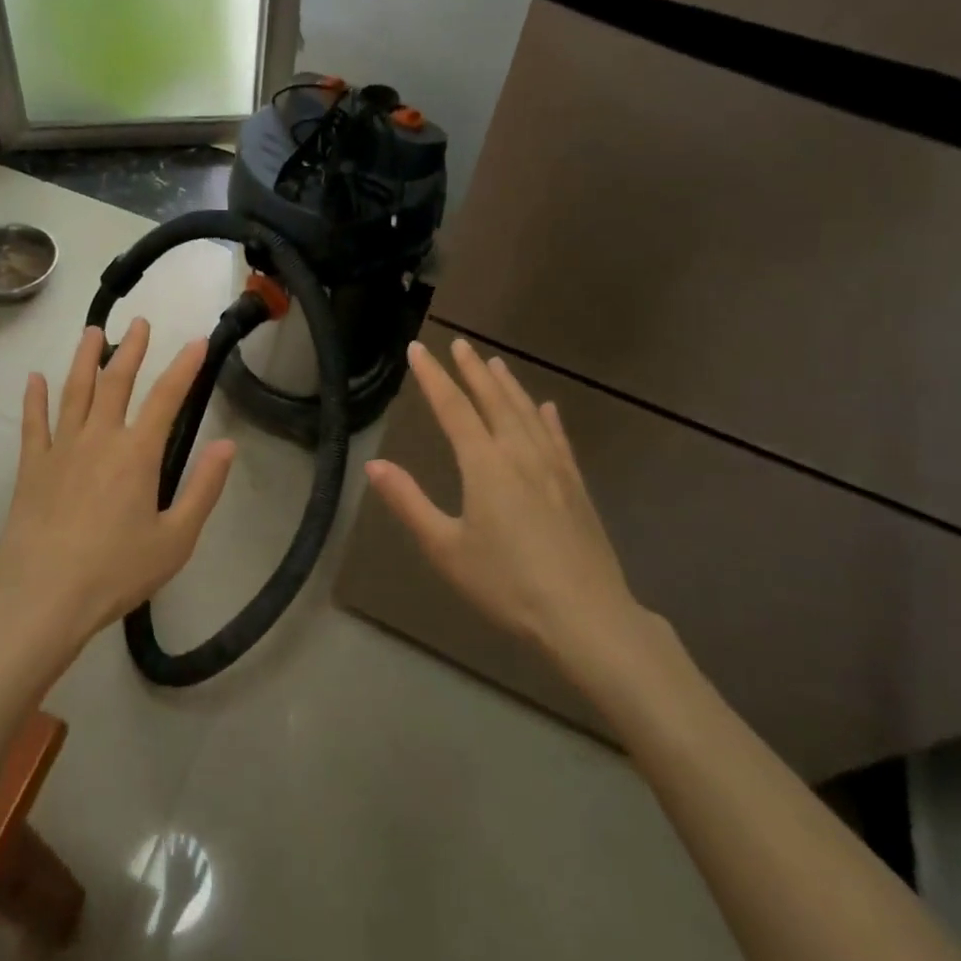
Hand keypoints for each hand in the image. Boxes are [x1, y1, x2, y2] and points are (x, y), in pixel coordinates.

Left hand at [0, 320, 235, 667]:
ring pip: (74, 391)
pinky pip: (33, 423)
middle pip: (116, 382)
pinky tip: (34, 379)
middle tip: (139, 321)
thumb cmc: (115, 572)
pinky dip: (34, 398)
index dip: (184, 367)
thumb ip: (203, 489)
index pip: (167, 398)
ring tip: (92, 332)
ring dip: (84, 359)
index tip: (196, 342)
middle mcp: (98, 438)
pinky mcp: (30, 467)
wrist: (41, 598)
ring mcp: (60, 449)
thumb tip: (226, 444)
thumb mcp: (175, 539)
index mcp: (137, 454)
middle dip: (131, 349)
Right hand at [364, 339, 646, 681]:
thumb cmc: (506, 584)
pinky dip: (548, 418)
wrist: (586, 616)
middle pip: (493, 400)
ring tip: (496, 363)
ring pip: (527, 413)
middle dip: (473, 370)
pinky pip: (558, 439)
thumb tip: (374, 465)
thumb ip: (409, 503)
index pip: (452, 408)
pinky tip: (547, 408)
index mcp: (484, 464)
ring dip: (508, 385)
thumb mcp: (445, 548)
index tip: (418, 348)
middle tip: (460, 344)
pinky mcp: (576, 486)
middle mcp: (520, 454)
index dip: (432, 376)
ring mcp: (553, 468)